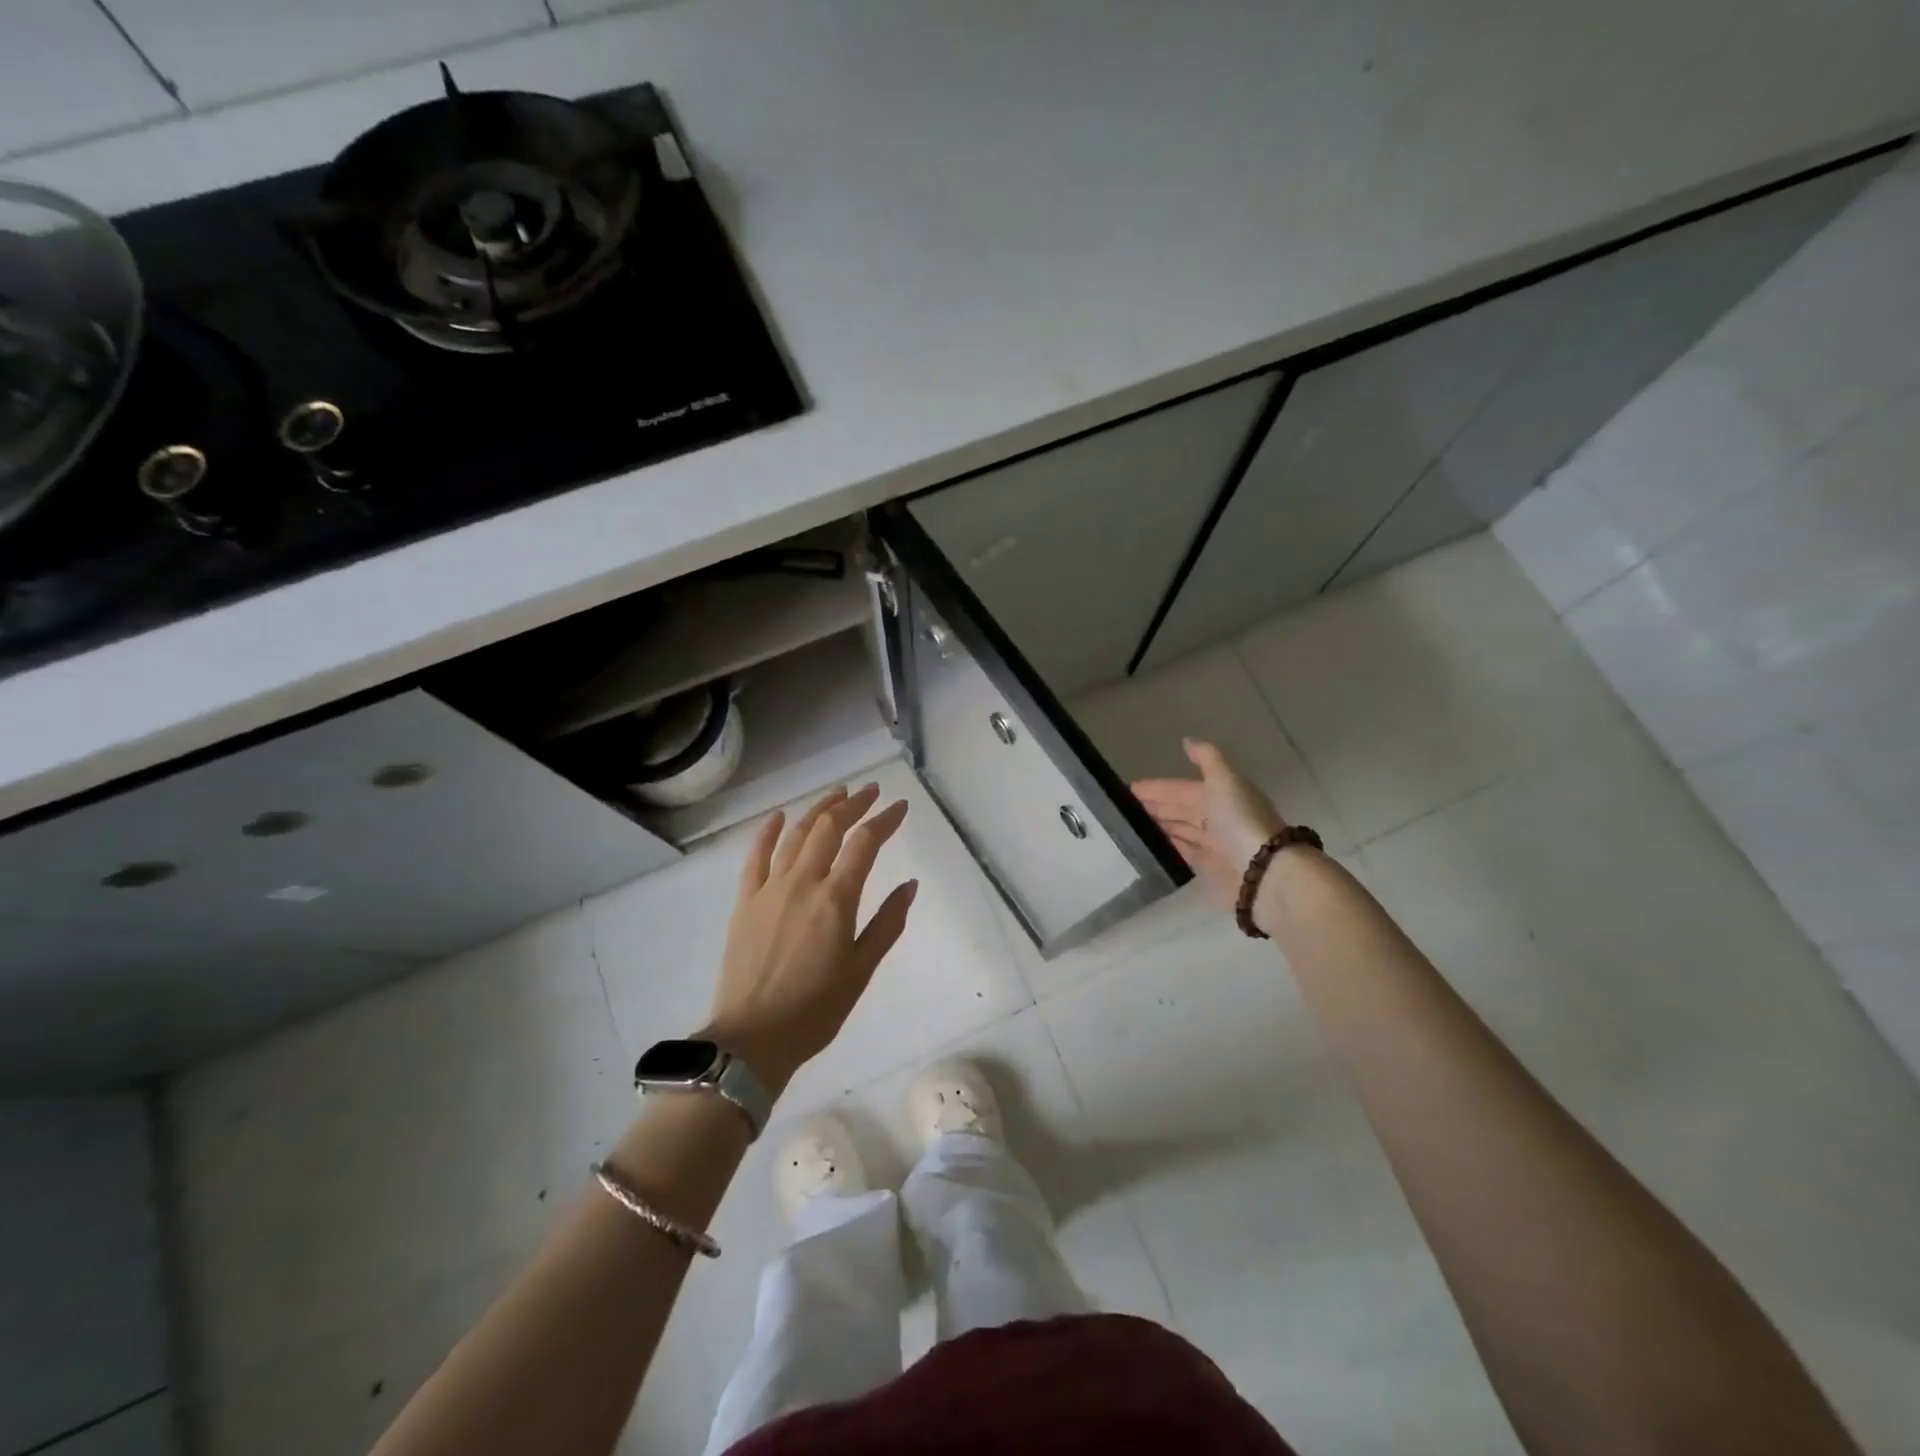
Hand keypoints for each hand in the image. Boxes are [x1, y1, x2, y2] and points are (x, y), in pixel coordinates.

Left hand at [704, 783, 917, 1091]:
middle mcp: (802, 883)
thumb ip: (888, 923)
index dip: (885, 820)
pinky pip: (755, 856)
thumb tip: (909, 885)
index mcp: (836, 899)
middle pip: (829, 828)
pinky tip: (779, 816)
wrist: (753, 1038)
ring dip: (818, 810)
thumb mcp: (862, 970)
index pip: (864, 843)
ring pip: (796, 835)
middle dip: (853, 804)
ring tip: (837, 795)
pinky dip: (768, 831)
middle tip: (871, 791)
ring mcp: (769, 889)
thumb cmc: (816, 1009)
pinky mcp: (745, 901)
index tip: (900, 807)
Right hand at [1132, 739, 1286, 911]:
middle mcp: (1218, 818)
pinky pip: (1183, 853)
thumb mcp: (1225, 779)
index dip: (1158, 787)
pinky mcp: (1208, 869)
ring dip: (1160, 826)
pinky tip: (1150, 845)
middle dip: (1156, 806)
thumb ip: (1207, 759)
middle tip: (1125, 808)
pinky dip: (1168, 847)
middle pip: (1181, 809)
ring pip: (1180, 830)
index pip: (1183, 788)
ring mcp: (1213, 844)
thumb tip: (1187, 740)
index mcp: (1222, 794)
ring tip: (1132, 825)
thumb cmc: (1240, 820)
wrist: (1262, 871)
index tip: (1130, 789)